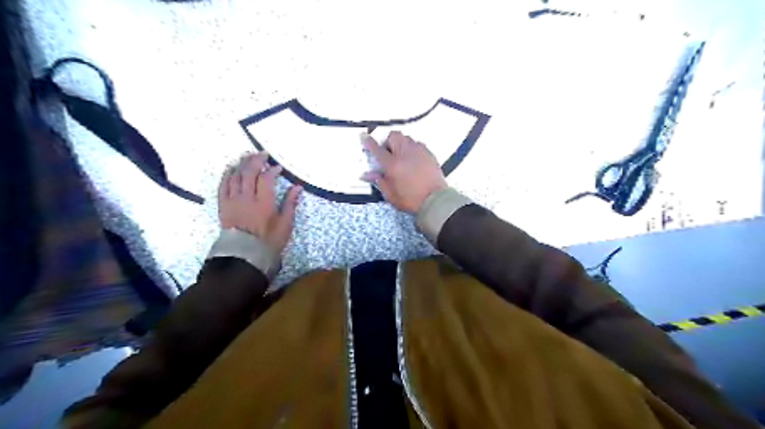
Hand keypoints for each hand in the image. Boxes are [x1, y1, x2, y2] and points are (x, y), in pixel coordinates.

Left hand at [218, 153, 301, 253]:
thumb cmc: (269, 240)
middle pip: (249, 173)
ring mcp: (233, 201)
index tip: (278, 167)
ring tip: (248, 157)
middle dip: (256, 161)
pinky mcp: (224, 206)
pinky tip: (231, 168)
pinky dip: (227, 175)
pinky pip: (223, 186)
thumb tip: (297, 187)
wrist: (245, 255)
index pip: (266, 178)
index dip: (272, 170)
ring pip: (235, 176)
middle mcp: (246, 198)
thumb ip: (290, 203)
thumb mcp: (285, 224)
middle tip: (262, 154)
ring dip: (241, 164)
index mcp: (263, 202)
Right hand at [360, 129, 446, 210]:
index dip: (369, 142)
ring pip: (406, 138)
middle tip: (388, 153)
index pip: (377, 149)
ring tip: (401, 156)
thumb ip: (379, 181)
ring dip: (400, 143)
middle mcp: (405, 154)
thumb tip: (367, 174)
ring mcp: (419, 152)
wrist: (435, 200)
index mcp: (393, 165)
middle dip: (388, 141)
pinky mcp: (429, 154)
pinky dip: (412, 148)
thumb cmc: (411, 200)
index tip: (364, 136)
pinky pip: (418, 144)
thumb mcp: (391, 195)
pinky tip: (413, 159)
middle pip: (393, 136)